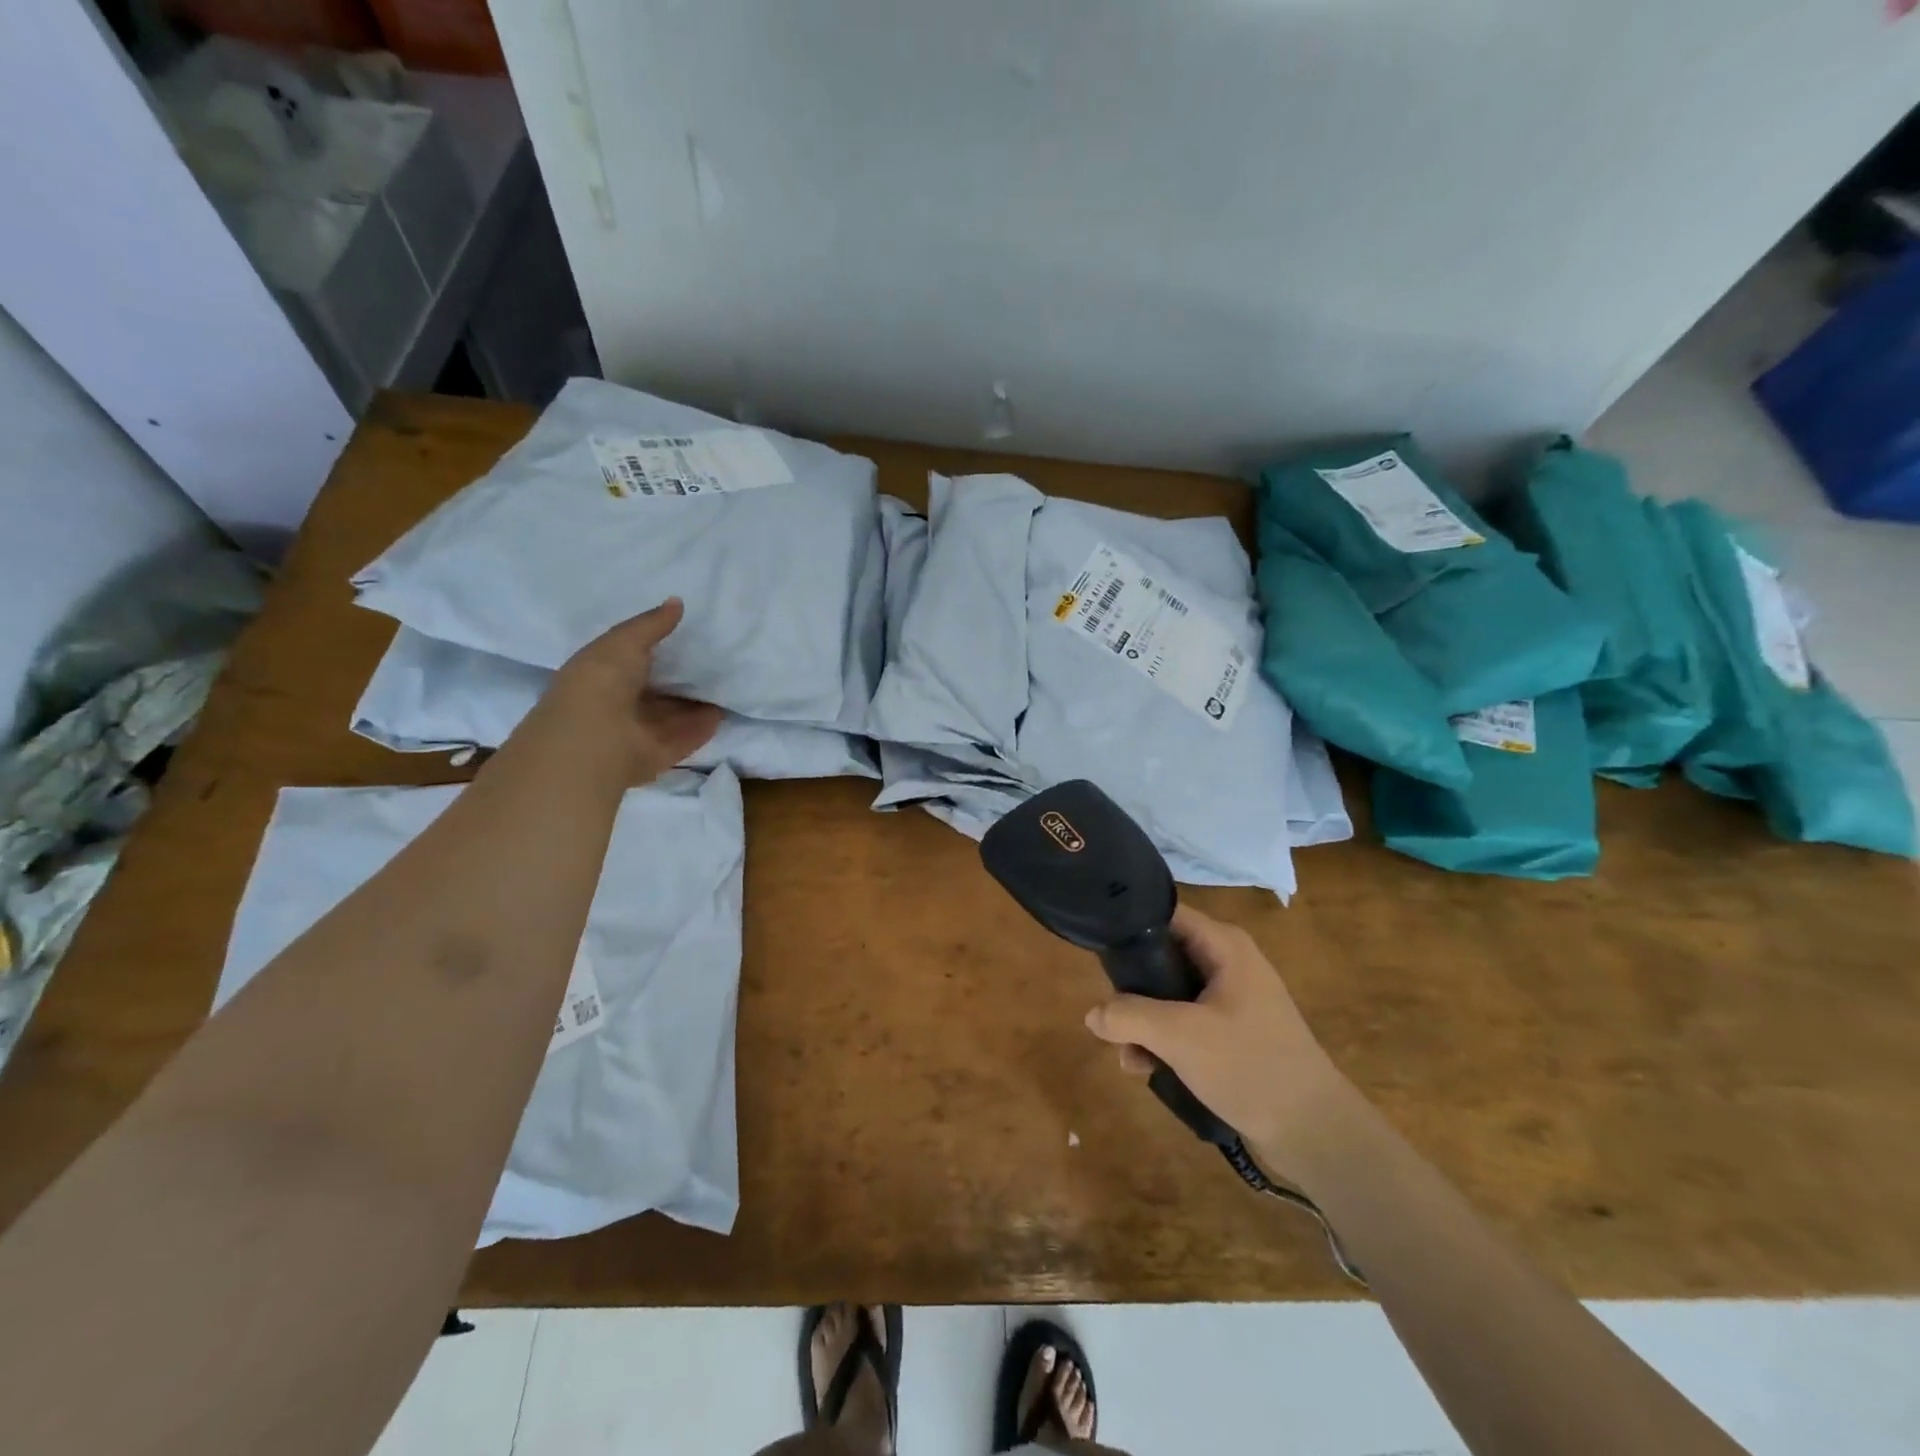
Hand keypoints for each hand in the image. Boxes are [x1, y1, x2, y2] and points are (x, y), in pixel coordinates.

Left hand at [535, 599, 723, 781]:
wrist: (595, 739)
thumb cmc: (601, 682)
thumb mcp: (624, 642)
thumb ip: (652, 625)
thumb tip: (677, 601)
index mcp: (602, 676)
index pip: (631, 662)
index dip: (655, 650)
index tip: (685, 638)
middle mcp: (619, 706)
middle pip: (655, 692)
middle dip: (679, 680)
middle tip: (713, 663)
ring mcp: (639, 733)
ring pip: (671, 716)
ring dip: (694, 704)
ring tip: (724, 686)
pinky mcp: (659, 754)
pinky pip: (685, 737)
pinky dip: (703, 727)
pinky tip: (722, 713)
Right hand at [1082, 904, 1355, 1167]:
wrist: (1315, 1132)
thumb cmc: (1249, 1065)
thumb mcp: (1180, 1036)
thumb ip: (1129, 1016)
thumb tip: (1092, 1014)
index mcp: (1224, 946)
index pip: (1166, 916)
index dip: (1130, 928)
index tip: (1097, 951)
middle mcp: (1227, 963)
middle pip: (1162, 958)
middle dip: (1132, 991)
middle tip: (1110, 1018)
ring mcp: (1232, 1000)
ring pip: (1169, 997)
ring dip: (1144, 1025)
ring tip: (1129, 1059)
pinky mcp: (1232, 1034)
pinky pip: (1185, 1025)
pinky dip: (1163, 1043)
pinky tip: (1147, 1071)